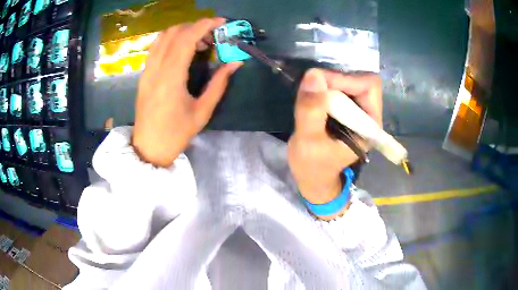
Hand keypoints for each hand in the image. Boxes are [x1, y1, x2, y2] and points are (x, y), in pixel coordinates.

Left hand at [132, 18, 242, 166]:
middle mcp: (155, 69)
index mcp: (171, 78)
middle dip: (195, 26)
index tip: (221, 22)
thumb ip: (219, 83)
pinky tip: (181, 49)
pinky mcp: (143, 74)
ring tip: (198, 42)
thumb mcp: (202, 111)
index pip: (186, 39)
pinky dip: (170, 39)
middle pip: (174, 33)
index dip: (205, 25)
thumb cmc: (176, 134)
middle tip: (212, 36)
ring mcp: (146, 71)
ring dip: (182, 31)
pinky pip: (155, 47)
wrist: (149, 148)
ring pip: (162, 37)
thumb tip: (235, 63)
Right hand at [288, 69, 381, 219]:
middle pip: (360, 80)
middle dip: (335, 80)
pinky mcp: (346, 110)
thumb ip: (311, 110)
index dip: (345, 80)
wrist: (312, 177)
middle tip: (311, 89)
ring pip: (349, 81)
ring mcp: (358, 111)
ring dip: (328, 82)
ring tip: (309, 95)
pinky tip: (311, 97)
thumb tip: (313, 74)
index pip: (368, 86)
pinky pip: (339, 87)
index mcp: (370, 126)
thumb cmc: (313, 166)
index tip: (319, 86)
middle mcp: (369, 115)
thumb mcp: (309, 141)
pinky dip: (324, 86)